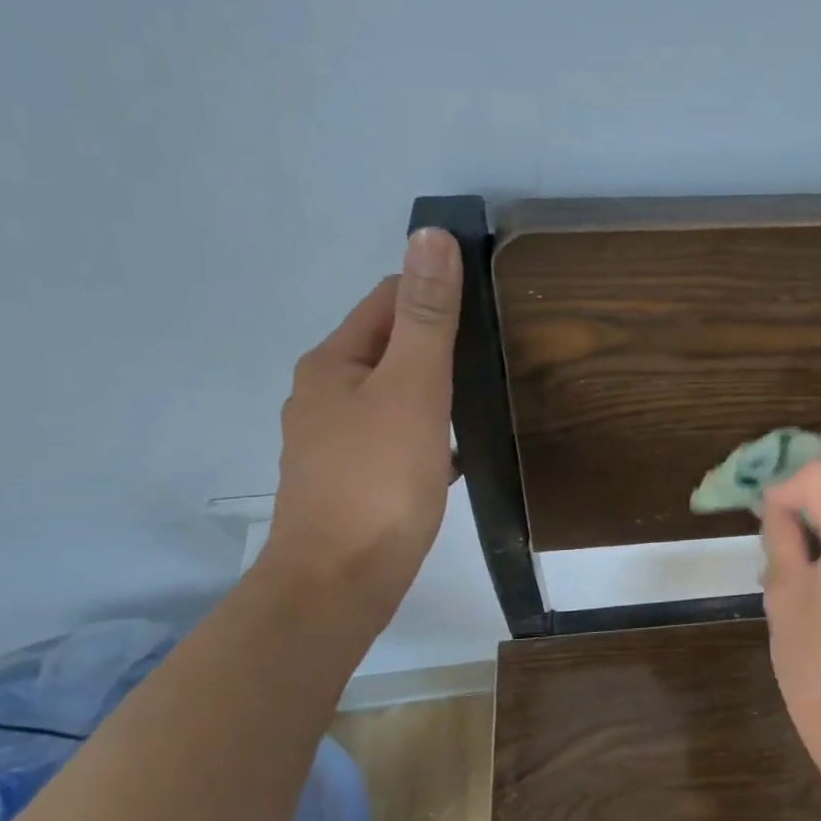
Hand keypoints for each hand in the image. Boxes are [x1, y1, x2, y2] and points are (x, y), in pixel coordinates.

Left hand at [256, 227, 461, 633]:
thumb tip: (430, 235)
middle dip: (440, 345)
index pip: (389, 299)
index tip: (489, 313)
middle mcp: (324, 394)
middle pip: (391, 346)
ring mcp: (333, 440)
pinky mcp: (351, 479)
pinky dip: (427, 434)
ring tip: (482, 401)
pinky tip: (456, 453)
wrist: (338, 585)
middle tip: (496, 359)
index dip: (438, 296)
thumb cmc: (378, 481)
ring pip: (395, 395)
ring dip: (436, 391)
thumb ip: (426, 316)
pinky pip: (397, 437)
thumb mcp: (412, 389)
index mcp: (333, 362)